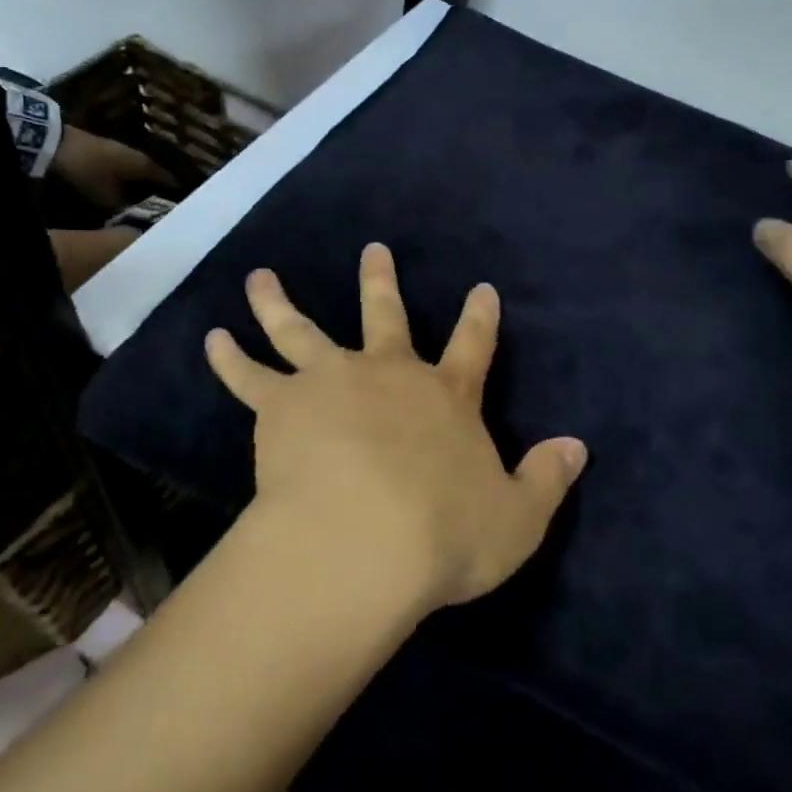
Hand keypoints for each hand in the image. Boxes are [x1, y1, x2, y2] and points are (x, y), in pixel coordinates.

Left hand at [50, 125, 172, 211]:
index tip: (184, 205)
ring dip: (145, 184)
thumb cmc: (87, 170)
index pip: (168, 180)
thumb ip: (123, 209)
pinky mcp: (109, 152)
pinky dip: (132, 179)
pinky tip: (130, 189)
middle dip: (162, 189)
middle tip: (168, 205)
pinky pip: (128, 169)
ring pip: (141, 172)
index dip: (176, 192)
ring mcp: (123, 151)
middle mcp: (139, 156)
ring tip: (151, 199)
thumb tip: (136, 219)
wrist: (55, 143)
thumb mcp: (104, 196)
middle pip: (156, 175)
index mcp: (144, 165)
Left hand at [204, 243, 587, 613]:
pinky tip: (212, 338)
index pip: (472, 346)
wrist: (362, 541)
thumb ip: (546, 479)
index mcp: (445, 397)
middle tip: (372, 250)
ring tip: (259, 278)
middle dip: (380, 281)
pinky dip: (229, 356)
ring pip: (301, 328)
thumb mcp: (516, 518)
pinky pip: (248, 375)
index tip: (482, 288)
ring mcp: (331, 381)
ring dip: (279, 301)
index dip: (480, 317)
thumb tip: (578, 448)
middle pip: (385, 315)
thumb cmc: (444, 535)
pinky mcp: (282, 404)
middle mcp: (388, 374)